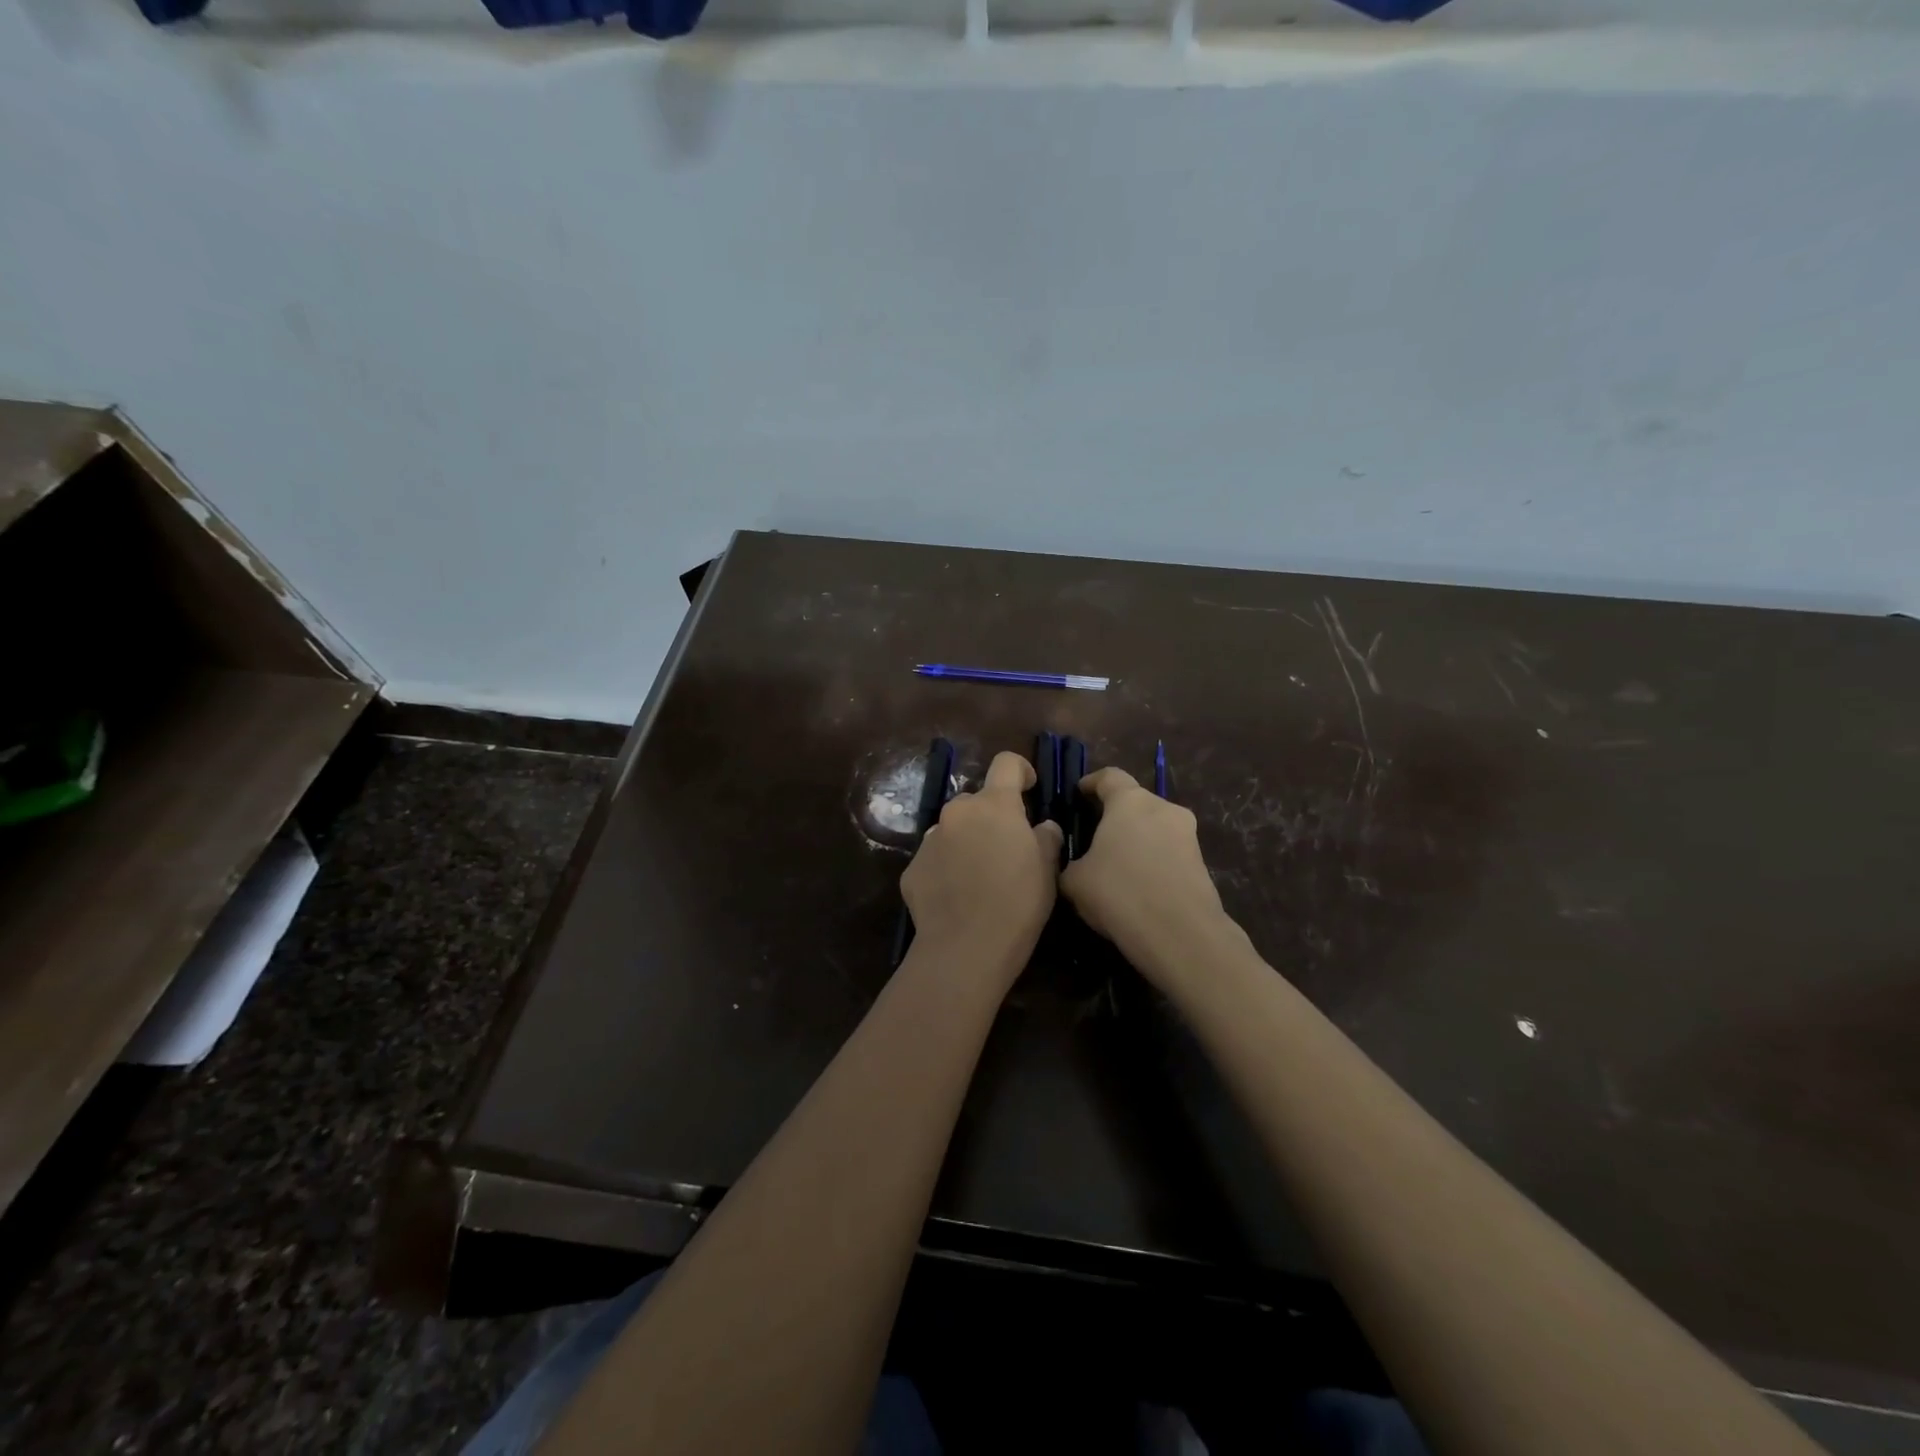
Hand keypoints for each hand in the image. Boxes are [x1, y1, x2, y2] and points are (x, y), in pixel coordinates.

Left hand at [901, 751, 1062, 982]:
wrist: (964, 949)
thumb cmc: (1017, 904)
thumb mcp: (1047, 870)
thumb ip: (1046, 838)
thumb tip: (1042, 827)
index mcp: (994, 806)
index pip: (1006, 763)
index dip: (1020, 770)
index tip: (1029, 788)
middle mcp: (957, 812)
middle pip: (977, 800)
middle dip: (992, 815)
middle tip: (1007, 847)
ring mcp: (930, 839)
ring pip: (953, 828)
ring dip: (967, 840)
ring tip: (980, 875)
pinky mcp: (912, 868)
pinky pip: (935, 857)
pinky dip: (947, 866)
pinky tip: (958, 895)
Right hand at [1059, 767, 1245, 990]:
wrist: (1180, 935)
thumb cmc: (1119, 893)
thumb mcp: (1074, 881)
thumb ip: (1068, 862)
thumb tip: (1073, 862)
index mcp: (1130, 801)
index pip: (1109, 776)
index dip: (1092, 783)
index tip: (1079, 794)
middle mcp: (1164, 809)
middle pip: (1135, 803)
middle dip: (1115, 816)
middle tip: (1094, 837)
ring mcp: (1188, 836)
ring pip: (1155, 829)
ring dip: (1136, 841)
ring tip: (1115, 868)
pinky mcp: (1202, 864)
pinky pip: (1168, 854)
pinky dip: (1152, 863)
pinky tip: (1137, 889)